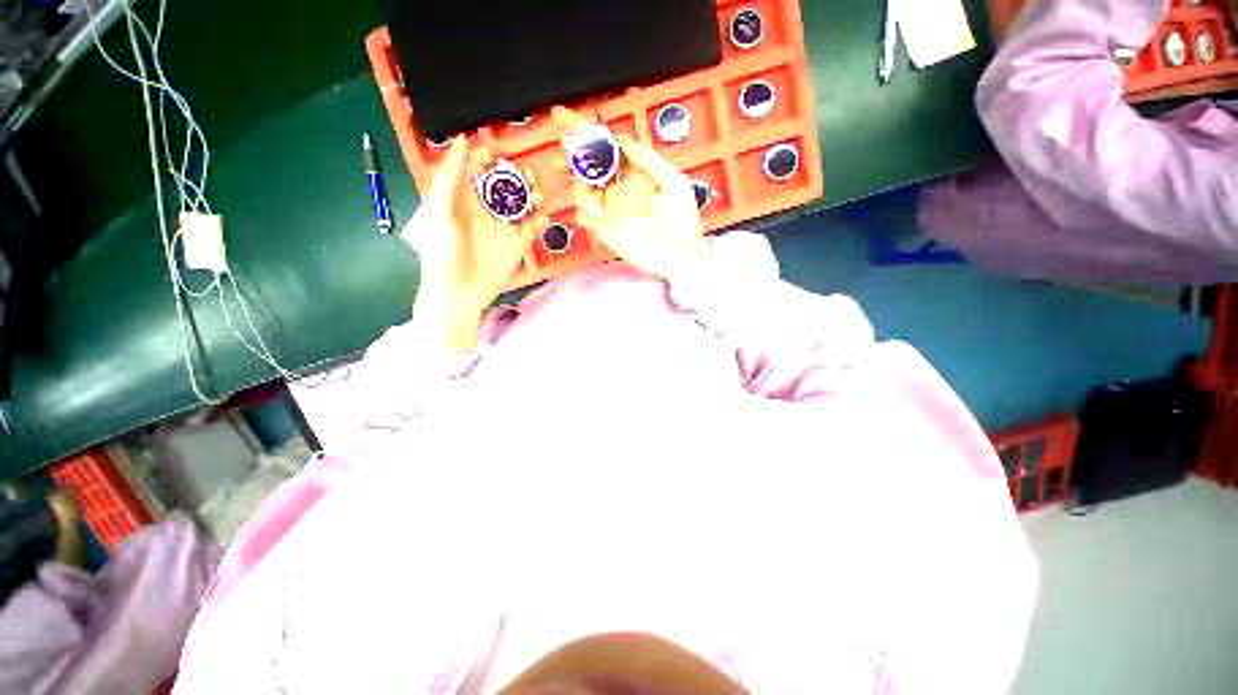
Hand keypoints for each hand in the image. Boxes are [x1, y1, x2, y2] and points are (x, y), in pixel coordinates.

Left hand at [402, 136, 544, 350]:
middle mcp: (486, 209)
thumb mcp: (441, 212)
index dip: (489, 156)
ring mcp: (503, 227)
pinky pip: (532, 229)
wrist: (459, 293)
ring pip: (522, 204)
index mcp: (464, 198)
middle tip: (530, 174)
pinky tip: (543, 219)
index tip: (502, 152)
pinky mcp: (516, 245)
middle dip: (518, 176)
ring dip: (532, 197)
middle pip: (506, 185)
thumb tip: (461, 142)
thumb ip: (450, 178)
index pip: (478, 168)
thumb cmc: (443, 253)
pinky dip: (540, 223)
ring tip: (539, 197)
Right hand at [552, 107, 706, 281]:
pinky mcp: (607, 230)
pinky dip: (585, 214)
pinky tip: (595, 216)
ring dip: (581, 189)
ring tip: (596, 199)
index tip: (561, 117)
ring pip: (583, 191)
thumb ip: (650, 162)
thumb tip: (622, 140)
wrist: (682, 256)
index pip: (605, 147)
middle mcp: (618, 187)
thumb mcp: (674, 184)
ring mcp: (610, 209)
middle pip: (587, 167)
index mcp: (633, 172)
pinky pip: (587, 218)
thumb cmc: (683, 221)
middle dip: (571, 158)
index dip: (583, 131)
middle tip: (562, 160)